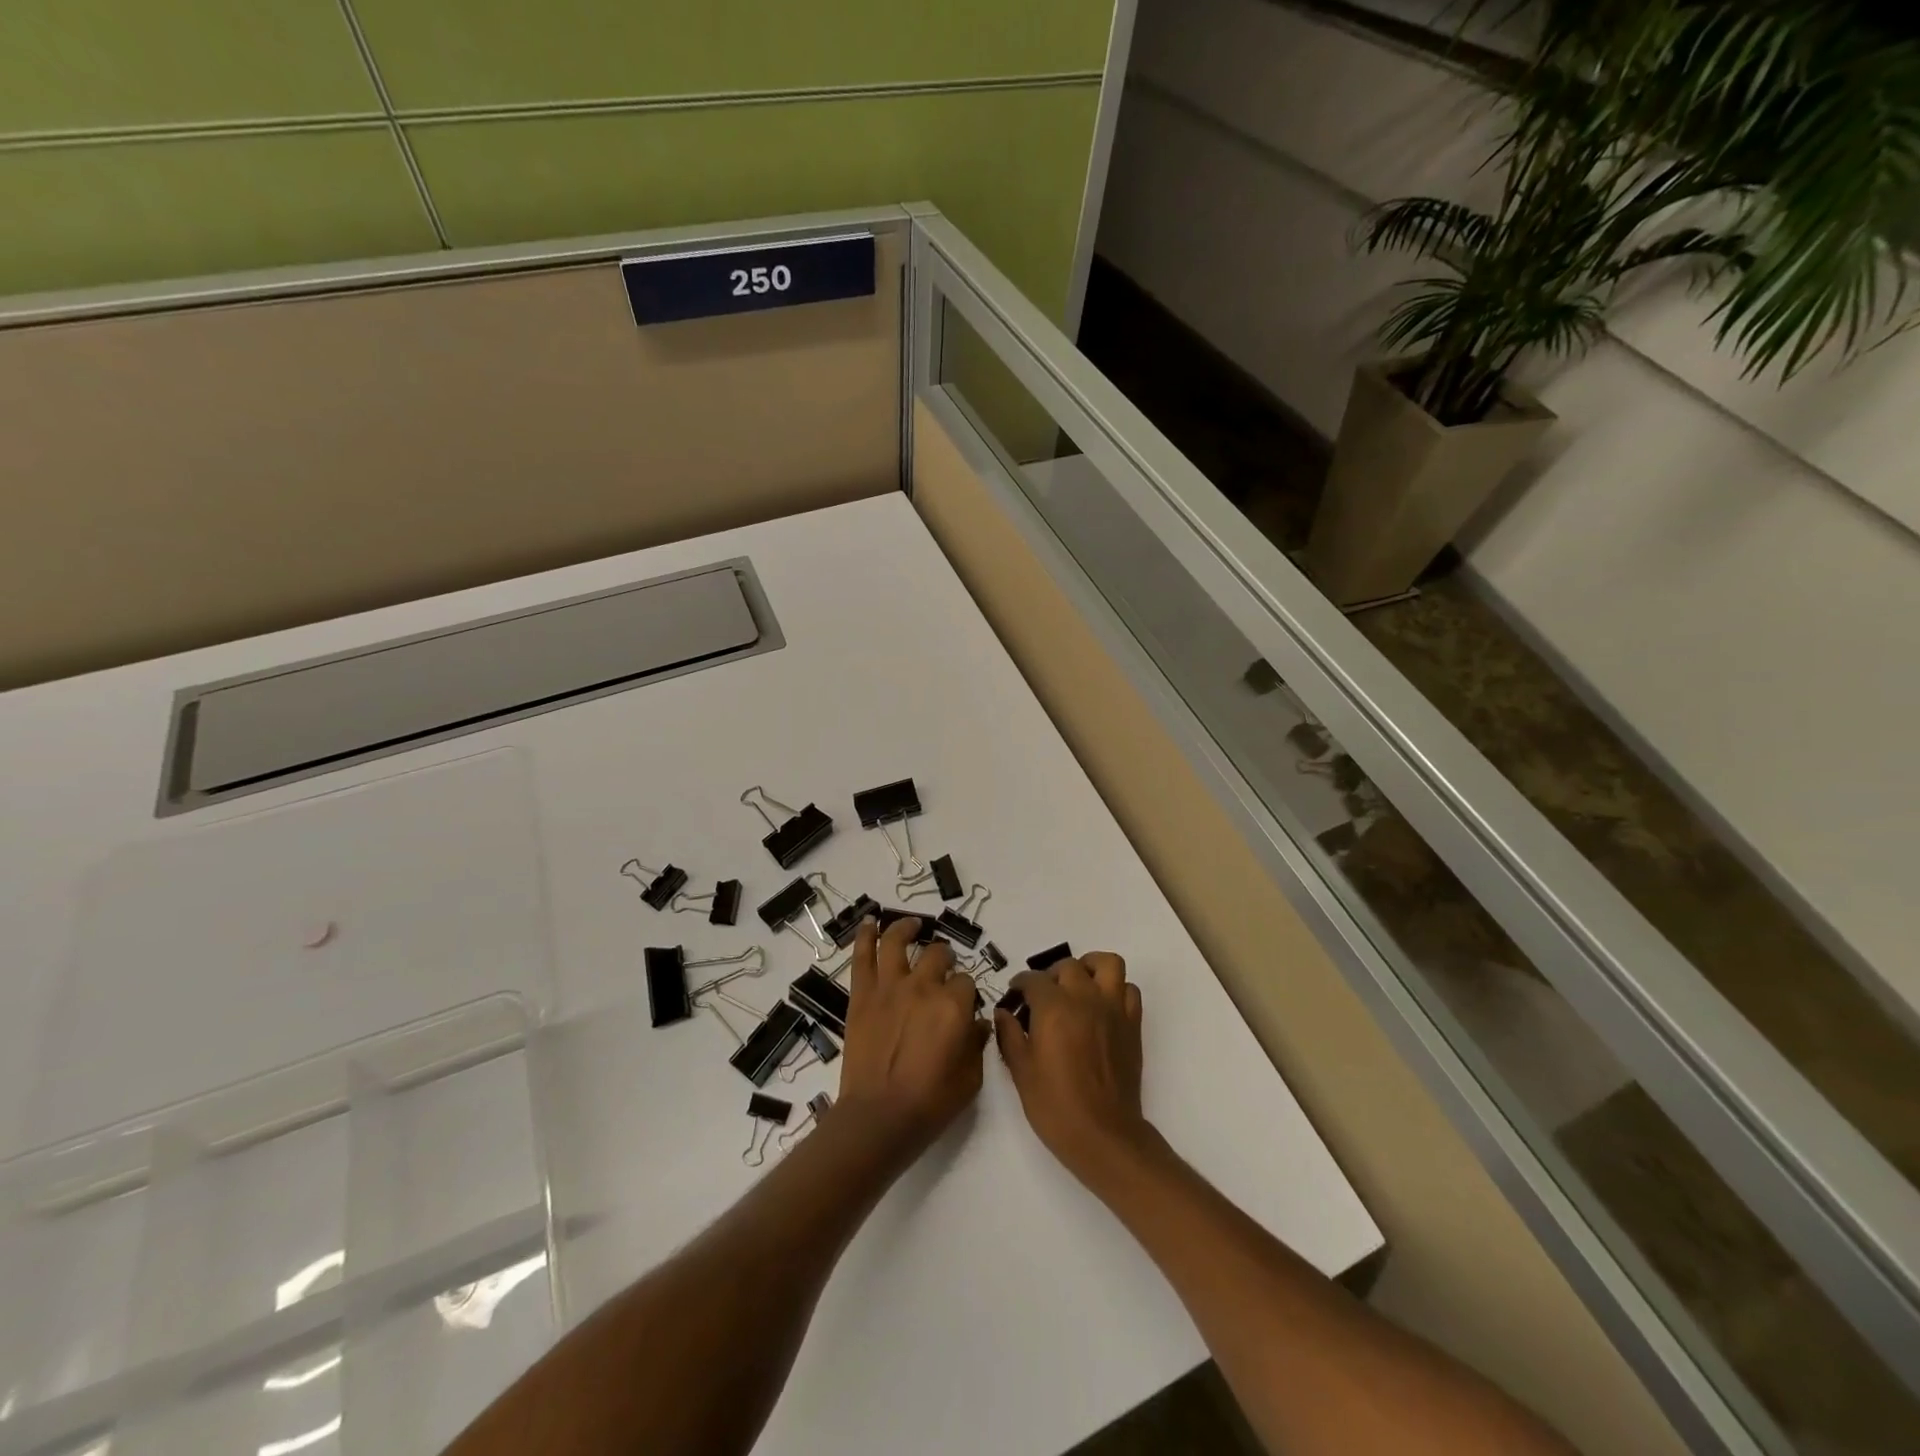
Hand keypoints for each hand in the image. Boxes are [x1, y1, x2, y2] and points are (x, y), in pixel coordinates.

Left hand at [839, 917, 990, 1155]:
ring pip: (898, 942)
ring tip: (912, 924)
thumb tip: (979, 1024)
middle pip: (938, 955)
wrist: (879, 1118)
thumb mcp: (970, 1079)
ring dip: (907, 928)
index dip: (967, 992)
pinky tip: (869, 922)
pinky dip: (865, 935)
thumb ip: (977, 1044)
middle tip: (943, 967)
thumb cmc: (930, 1103)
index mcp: (954, 1006)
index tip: (964, 1005)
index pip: (968, 982)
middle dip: (945, 958)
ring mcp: (889, 987)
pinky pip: (862, 956)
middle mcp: (923, 987)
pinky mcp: (862, 995)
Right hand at [994, 953, 1150, 1185]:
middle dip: (1051, 975)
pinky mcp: (1132, 1024)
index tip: (1014, 997)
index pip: (1033, 980)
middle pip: (1068, 966)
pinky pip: (1129, 990)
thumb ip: (1010, 1036)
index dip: (1020, 985)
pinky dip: (1116, 989)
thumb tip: (1003, 1013)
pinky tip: (1102, 1006)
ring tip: (1077, 985)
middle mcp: (1085, 999)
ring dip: (1089, 967)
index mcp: (1053, 1008)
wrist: (1103, 1135)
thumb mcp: (1021, 1072)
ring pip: (1107, 964)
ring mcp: (1113, 1009)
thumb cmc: (1055, 1106)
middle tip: (1042, 997)